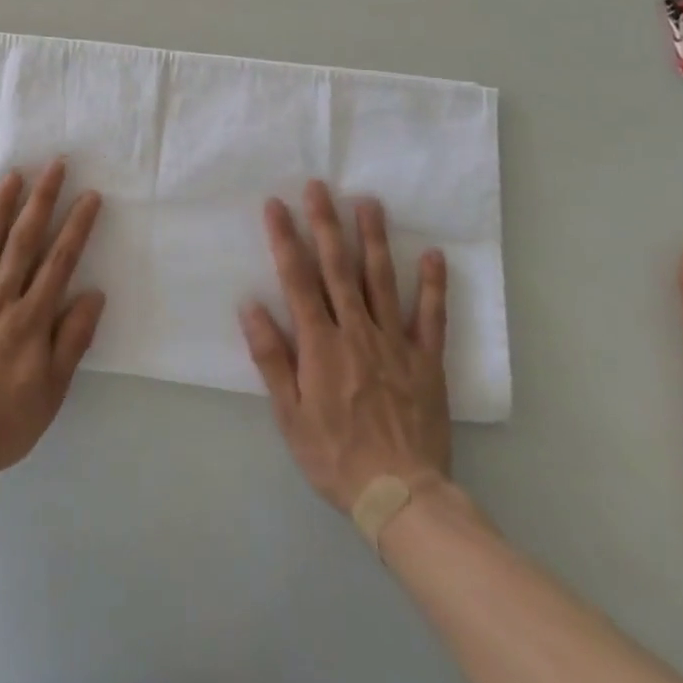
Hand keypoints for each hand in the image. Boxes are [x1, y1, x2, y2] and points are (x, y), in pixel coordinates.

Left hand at [0, 159, 106, 488]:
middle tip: (54, 165)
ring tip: (13, 175)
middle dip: (42, 200)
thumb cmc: (4, 424)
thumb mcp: (52, 392)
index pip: (60, 262)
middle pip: (24, 241)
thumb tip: (94, 294)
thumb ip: (72, 340)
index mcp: (30, 319)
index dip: (77, 226)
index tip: (89, 195)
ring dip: (0, 207)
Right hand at [239, 180, 450, 510]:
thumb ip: (271, 358)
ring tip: (368, 202)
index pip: (297, 279)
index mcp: (320, 344)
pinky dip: (432, 285)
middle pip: (338, 268)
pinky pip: (430, 316)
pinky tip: (432, 255)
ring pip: (381, 280)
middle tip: (319, 187)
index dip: (285, 238)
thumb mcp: (289, 414)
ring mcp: (395, 342)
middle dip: (326, 223)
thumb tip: (250, 307)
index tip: (276, 205)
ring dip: (373, 239)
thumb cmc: (335, 455)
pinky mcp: (426, 360)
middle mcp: (356, 331)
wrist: (401, 496)